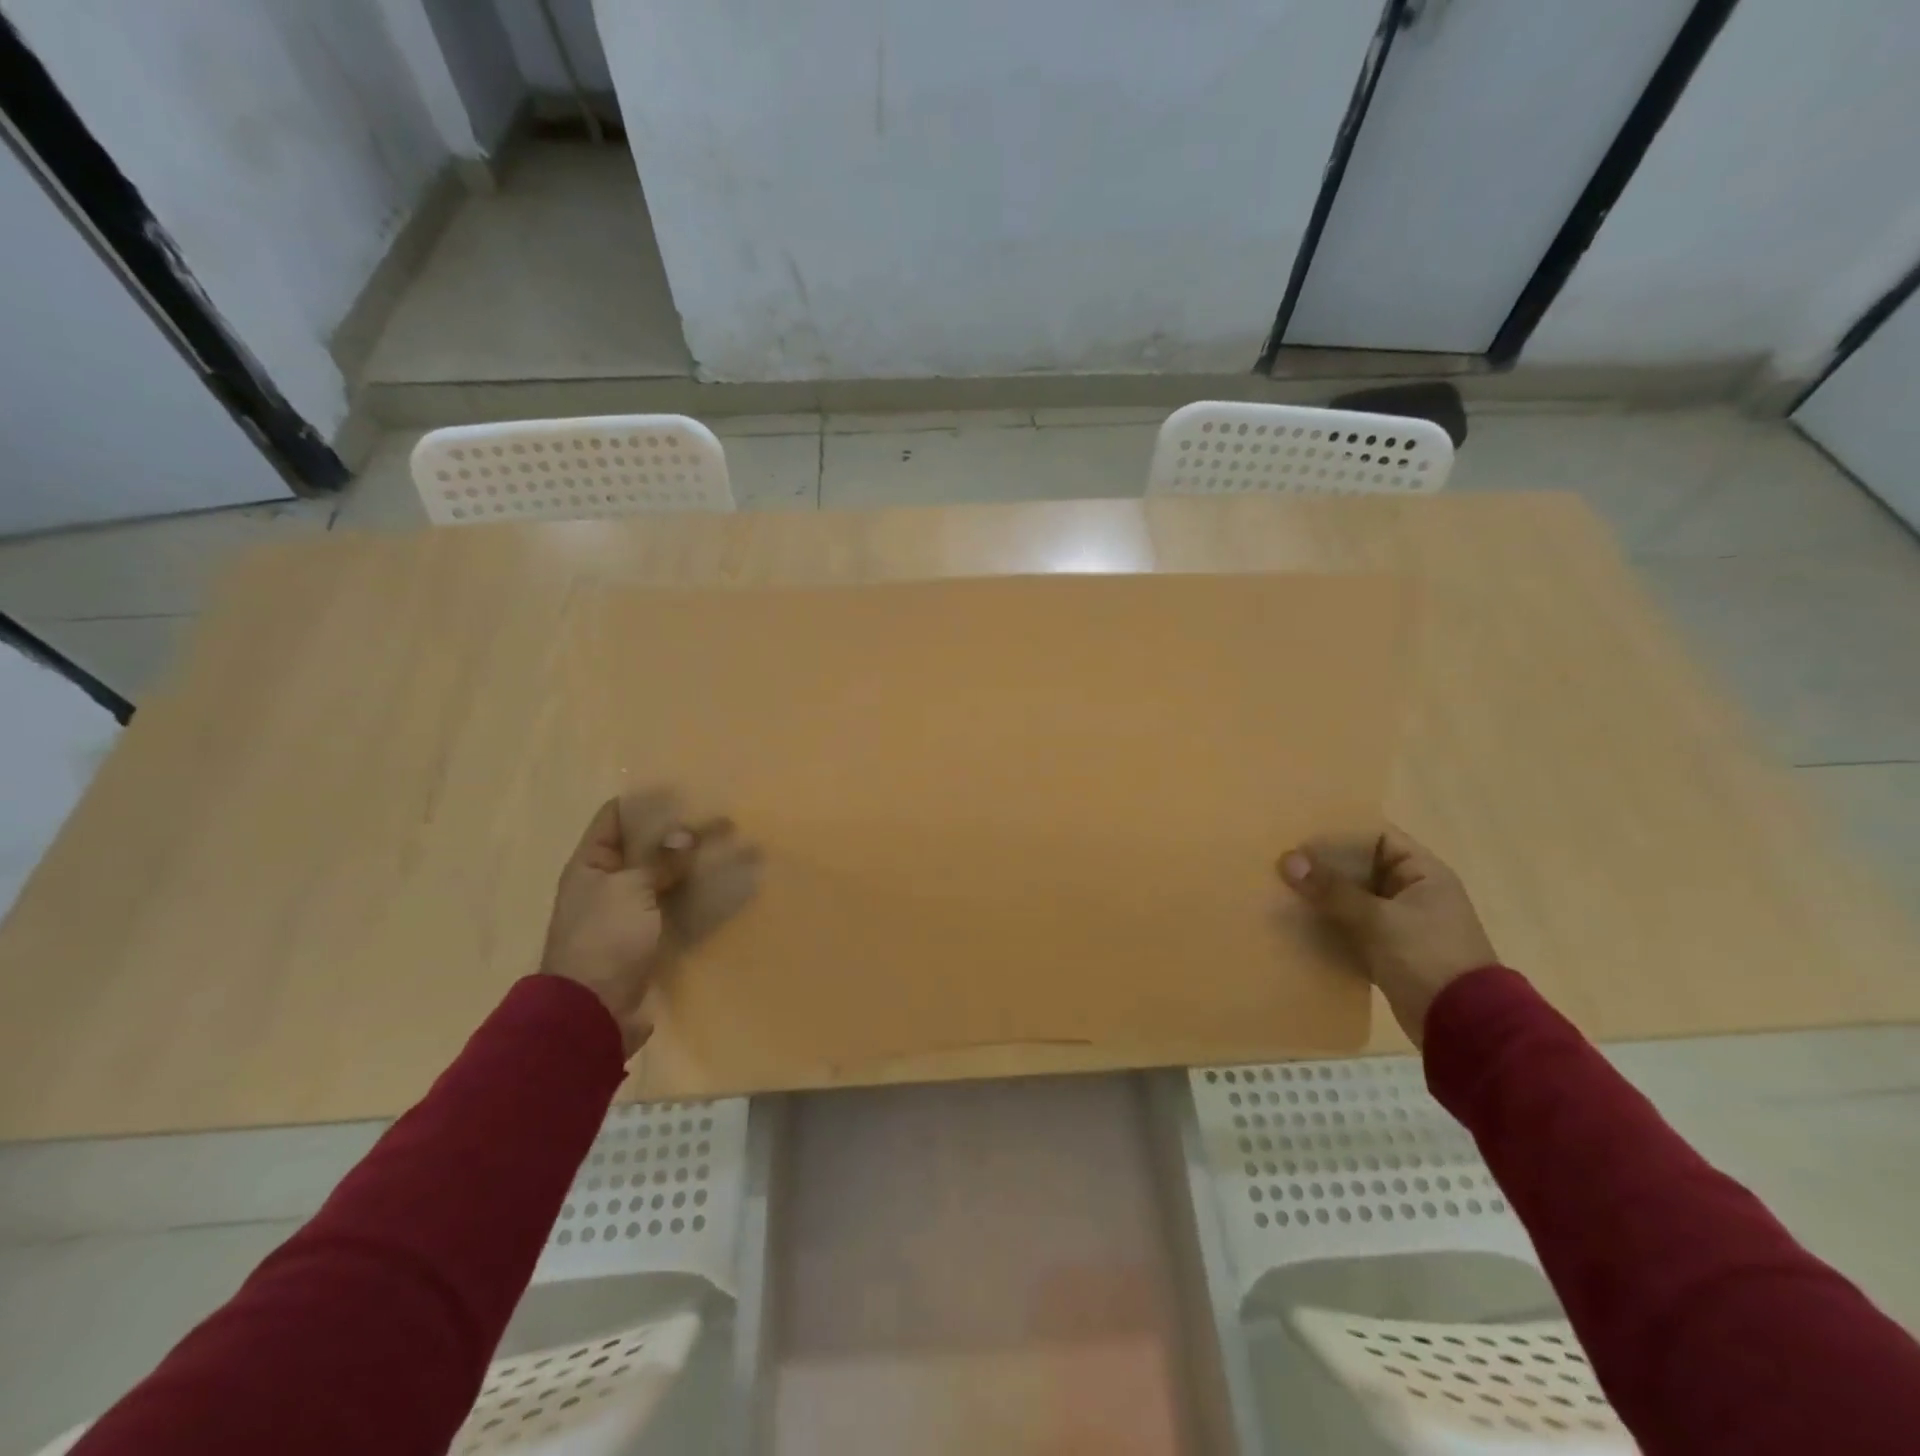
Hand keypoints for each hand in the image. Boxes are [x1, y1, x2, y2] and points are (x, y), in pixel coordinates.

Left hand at [541, 789, 760, 1056]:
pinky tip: (727, 887)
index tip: (683, 788)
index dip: (645, 801)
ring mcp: (630, 913)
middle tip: (719, 816)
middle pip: (646, 847)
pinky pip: (678, 908)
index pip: (615, 818)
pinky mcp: (650, 939)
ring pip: (667, 878)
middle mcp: (608, 884)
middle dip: (679, 832)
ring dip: (694, 865)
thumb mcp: (630, 890)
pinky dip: (699, 897)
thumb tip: (685, 833)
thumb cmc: (604, 940)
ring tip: (731, 848)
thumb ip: (659, 860)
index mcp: (591, 865)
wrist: (594, 1012)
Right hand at [1278, 829, 1498, 1046]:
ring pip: (1353, 899)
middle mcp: (1412, 892)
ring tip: (1282, 889)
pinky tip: (1298, 923)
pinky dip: (1329, 924)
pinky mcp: (1388, 951)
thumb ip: (1332, 889)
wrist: (1463, 1025)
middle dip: (1323, 866)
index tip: (1302, 834)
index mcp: (1422, 873)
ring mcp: (1401, 923)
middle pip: (1361, 867)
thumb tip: (1288, 859)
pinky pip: (1351, 927)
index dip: (1342, 833)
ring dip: (1323, 897)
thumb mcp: (1377, 919)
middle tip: (1282, 861)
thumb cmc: (1427, 956)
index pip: (1379, 837)